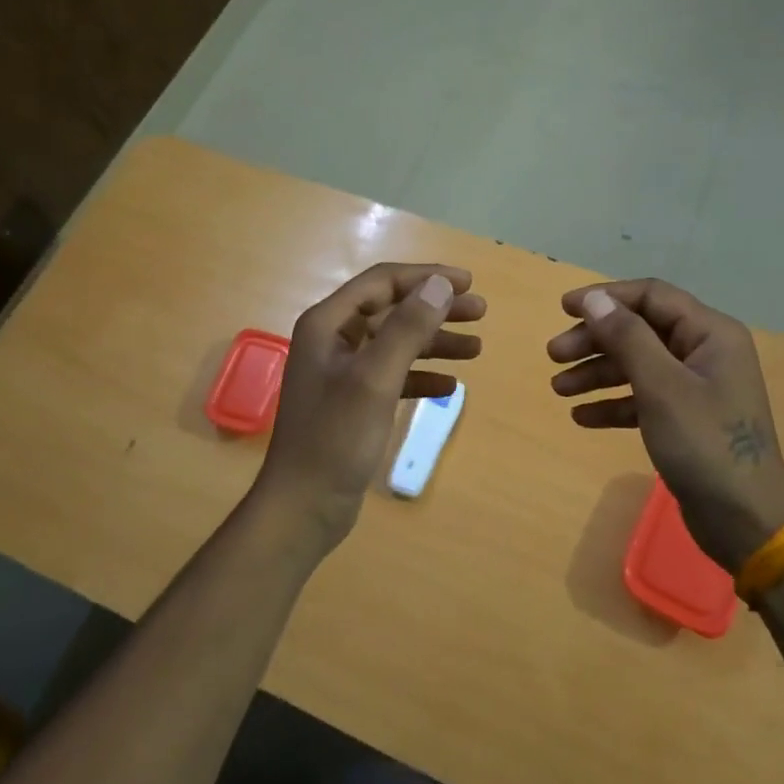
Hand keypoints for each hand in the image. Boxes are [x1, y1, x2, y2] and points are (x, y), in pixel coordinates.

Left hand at [257, 262, 485, 546]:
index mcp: (328, 324)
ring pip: (396, 343)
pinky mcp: (353, 402)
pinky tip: (450, 385)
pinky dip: (421, 376)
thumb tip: (439, 284)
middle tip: (480, 312)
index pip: (382, 283)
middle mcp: (332, 340)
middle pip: (392, 310)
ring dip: (434, 342)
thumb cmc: (335, 438)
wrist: (303, 506)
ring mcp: (342, 372)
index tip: (468, 283)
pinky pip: (393, 376)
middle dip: (435, 309)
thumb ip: (407, 328)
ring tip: (476, 348)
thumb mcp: (375, 378)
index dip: (426, 277)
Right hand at [548, 279, 783, 572]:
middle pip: (640, 331)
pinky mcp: (686, 420)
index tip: (563, 309)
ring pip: (638, 365)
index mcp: (710, 334)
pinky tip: (581, 417)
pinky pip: (643, 399)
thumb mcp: (661, 387)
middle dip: (595, 340)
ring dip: (597, 373)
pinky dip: (613, 404)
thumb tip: (596, 299)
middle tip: (553, 355)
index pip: (652, 297)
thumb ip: (627, 337)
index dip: (606, 297)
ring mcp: (696, 388)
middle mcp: (705, 353)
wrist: (745, 520)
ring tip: (558, 388)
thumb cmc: (705, 444)